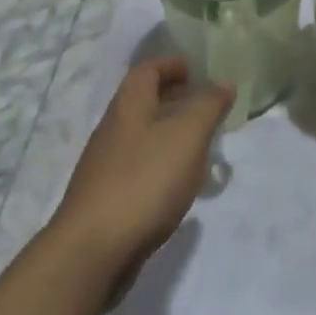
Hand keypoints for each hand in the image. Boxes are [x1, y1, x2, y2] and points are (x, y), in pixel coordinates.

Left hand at [50, 59, 233, 294]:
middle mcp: (113, 128)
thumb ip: (207, 105)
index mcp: (128, 105)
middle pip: (142, 101)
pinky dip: (161, 163)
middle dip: (174, 98)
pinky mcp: (107, 196)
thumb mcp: (187, 136)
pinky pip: (139, 166)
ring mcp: (106, 164)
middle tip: (206, 106)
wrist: (93, 250)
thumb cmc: (144, 181)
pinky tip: (178, 185)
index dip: (171, 64)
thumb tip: (222, 81)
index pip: (147, 69)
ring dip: (169, 133)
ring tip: (200, 146)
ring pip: (141, 135)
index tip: (197, 70)